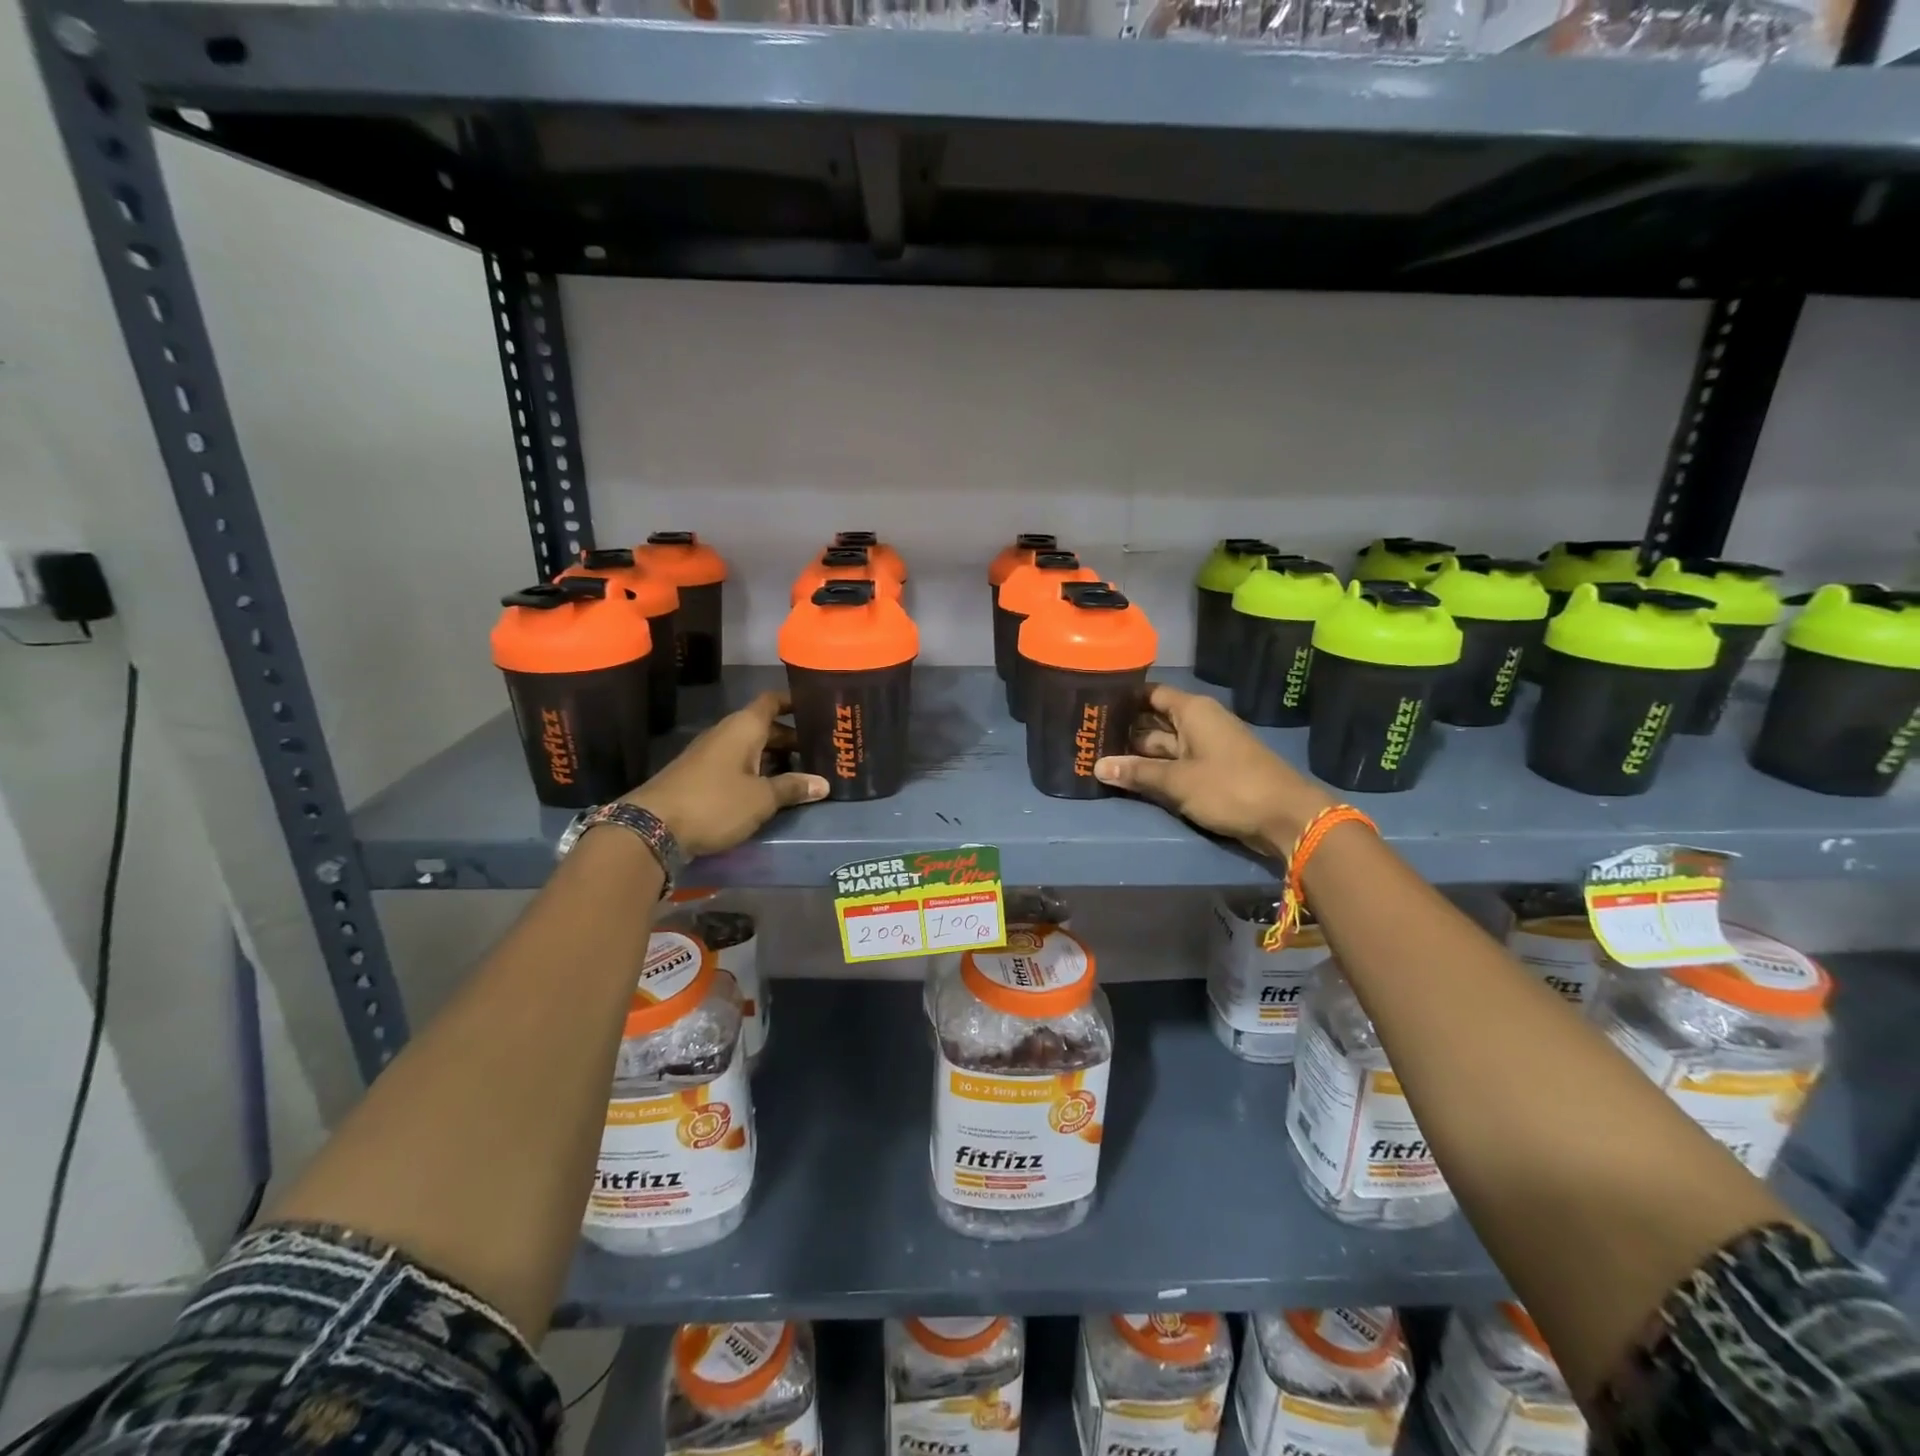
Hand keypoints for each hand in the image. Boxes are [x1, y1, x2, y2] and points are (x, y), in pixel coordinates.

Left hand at [623, 692, 827, 858]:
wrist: (653, 827)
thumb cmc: (715, 802)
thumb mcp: (761, 798)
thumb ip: (792, 788)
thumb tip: (823, 783)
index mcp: (743, 727)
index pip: (772, 701)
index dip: (794, 701)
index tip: (818, 708)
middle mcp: (727, 734)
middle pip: (765, 727)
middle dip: (792, 738)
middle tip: (821, 752)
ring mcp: (711, 755)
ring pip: (751, 748)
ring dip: (775, 758)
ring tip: (803, 774)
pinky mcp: (701, 776)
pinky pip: (738, 765)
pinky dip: (757, 772)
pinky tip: (771, 790)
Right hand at [1094, 683, 1332, 856]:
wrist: (1286, 817)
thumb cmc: (1230, 787)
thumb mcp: (1177, 781)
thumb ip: (1137, 773)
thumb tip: (1097, 767)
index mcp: (1192, 711)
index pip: (1150, 694)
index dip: (1122, 698)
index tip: (1091, 705)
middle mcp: (1198, 722)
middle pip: (1153, 720)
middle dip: (1123, 730)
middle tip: (1086, 737)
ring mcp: (1205, 747)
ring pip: (1162, 745)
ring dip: (1136, 754)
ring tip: (1097, 757)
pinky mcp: (1210, 771)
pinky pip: (1175, 764)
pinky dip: (1154, 769)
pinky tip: (1128, 776)